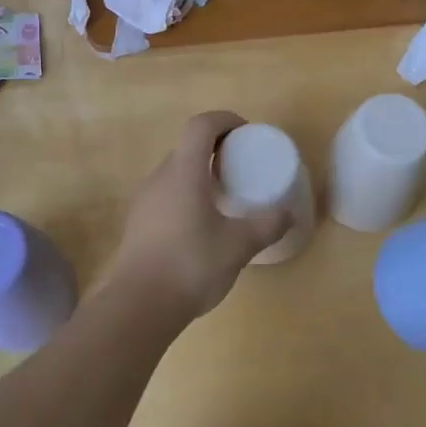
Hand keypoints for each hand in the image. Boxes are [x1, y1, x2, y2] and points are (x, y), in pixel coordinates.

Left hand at [98, 111, 291, 325]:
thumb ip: (266, 225)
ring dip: (199, 176)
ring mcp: (143, 202)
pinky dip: (186, 198)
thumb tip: (288, 213)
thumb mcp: (238, 245)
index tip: (245, 133)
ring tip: (224, 199)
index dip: (224, 121)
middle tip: (240, 169)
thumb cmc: (191, 264)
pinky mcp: (137, 225)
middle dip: (214, 150)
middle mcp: (159, 178)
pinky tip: (201, 227)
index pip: (200, 126)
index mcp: (183, 172)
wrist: (139, 306)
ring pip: (174, 174)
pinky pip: (165, 197)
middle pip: (186, 149)